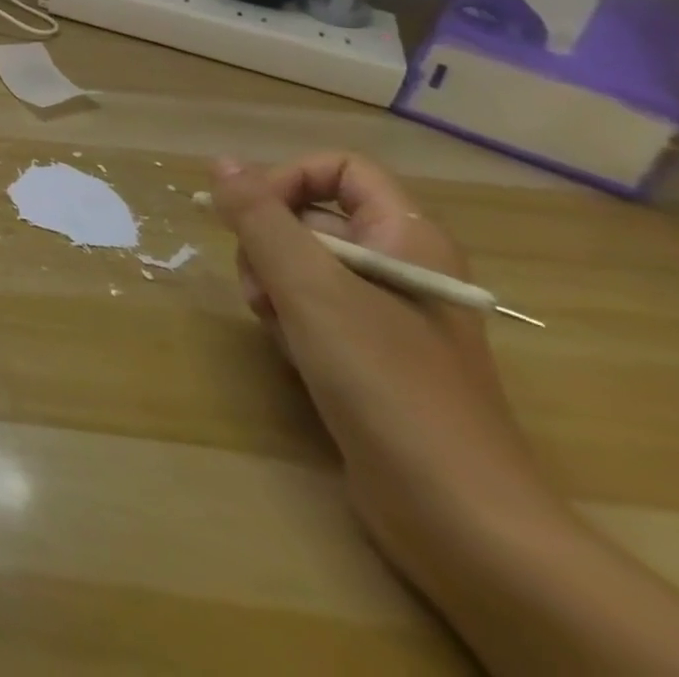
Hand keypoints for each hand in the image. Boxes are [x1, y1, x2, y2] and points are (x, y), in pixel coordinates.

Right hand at [209, 153, 559, 579]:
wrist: (457, 514)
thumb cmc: (384, 380)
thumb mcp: (309, 286)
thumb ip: (260, 217)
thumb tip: (221, 163)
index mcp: (408, 237)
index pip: (339, 169)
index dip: (288, 179)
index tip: (251, 217)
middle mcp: (402, 264)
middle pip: (313, 215)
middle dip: (269, 242)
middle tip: (260, 284)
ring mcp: (390, 313)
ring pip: (305, 264)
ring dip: (273, 284)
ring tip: (274, 323)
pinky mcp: (374, 355)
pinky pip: (314, 309)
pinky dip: (292, 320)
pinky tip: (293, 353)